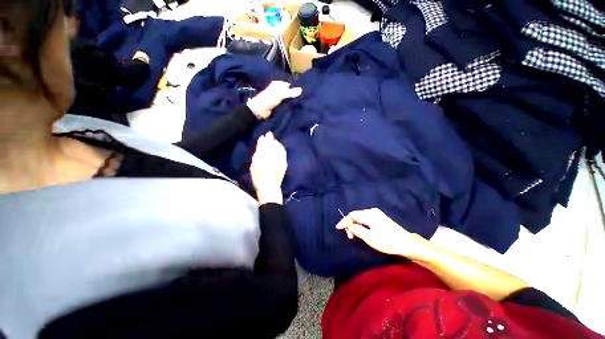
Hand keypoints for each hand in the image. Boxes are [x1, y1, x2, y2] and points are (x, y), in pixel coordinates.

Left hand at [247, 81, 301, 119]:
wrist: (260, 111)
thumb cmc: (268, 99)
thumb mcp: (280, 94)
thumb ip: (290, 92)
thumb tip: (301, 90)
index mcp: (278, 84)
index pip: (290, 85)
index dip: (296, 89)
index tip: (303, 94)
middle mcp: (279, 91)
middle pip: (289, 93)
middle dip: (295, 97)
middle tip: (304, 100)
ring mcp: (279, 99)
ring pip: (288, 100)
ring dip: (293, 103)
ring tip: (302, 105)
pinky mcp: (279, 106)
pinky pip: (286, 106)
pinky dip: (290, 107)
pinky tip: (296, 109)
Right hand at [250, 132, 286, 204]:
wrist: (270, 187)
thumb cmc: (258, 179)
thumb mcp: (254, 167)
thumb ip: (257, 154)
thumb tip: (260, 145)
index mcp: (264, 160)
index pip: (265, 147)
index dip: (264, 140)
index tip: (263, 136)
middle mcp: (273, 160)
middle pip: (272, 146)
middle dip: (270, 139)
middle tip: (269, 133)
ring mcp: (280, 162)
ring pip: (279, 148)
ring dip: (276, 142)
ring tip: (273, 139)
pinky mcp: (284, 164)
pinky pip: (283, 153)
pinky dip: (281, 148)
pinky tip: (278, 146)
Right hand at [336, 208, 425, 256]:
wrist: (407, 243)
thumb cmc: (387, 242)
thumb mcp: (370, 238)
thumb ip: (357, 230)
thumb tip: (348, 225)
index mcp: (370, 215)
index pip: (352, 215)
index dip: (344, 221)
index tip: (338, 228)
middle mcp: (372, 211)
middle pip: (356, 215)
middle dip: (350, 224)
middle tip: (349, 235)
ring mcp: (377, 213)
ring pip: (361, 217)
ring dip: (355, 224)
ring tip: (354, 235)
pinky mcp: (380, 217)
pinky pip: (366, 218)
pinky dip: (361, 224)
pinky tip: (362, 230)